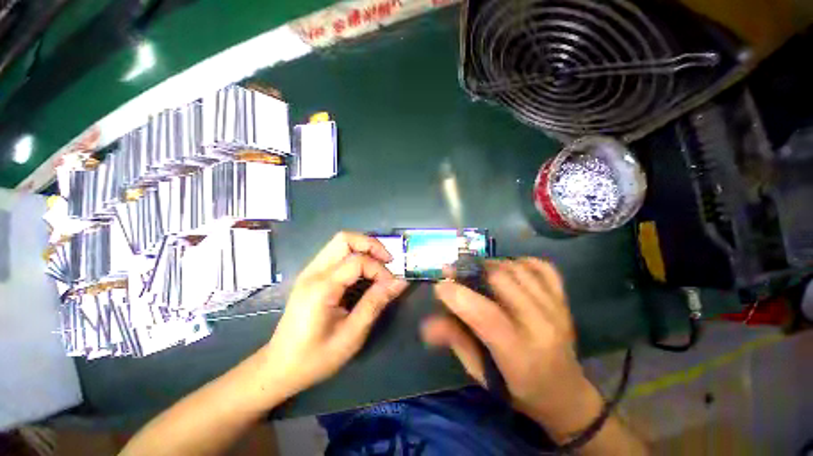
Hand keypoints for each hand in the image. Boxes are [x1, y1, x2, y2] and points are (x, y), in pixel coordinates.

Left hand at [262, 232, 407, 397]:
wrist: (279, 367)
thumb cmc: (315, 357)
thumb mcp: (351, 335)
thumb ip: (375, 303)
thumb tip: (400, 282)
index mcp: (321, 287)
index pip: (357, 261)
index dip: (380, 269)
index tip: (392, 285)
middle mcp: (313, 272)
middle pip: (345, 239)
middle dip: (371, 245)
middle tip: (388, 262)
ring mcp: (310, 271)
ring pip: (340, 242)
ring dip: (363, 248)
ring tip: (379, 265)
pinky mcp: (311, 274)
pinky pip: (336, 253)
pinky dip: (355, 255)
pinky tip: (364, 272)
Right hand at [422, 258, 600, 435]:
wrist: (566, 394)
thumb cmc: (519, 390)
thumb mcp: (481, 374)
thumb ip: (455, 342)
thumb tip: (427, 324)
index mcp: (520, 354)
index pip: (486, 315)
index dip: (458, 295)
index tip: (439, 286)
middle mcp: (542, 326)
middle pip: (501, 280)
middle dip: (471, 270)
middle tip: (454, 272)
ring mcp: (557, 309)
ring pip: (518, 268)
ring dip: (491, 264)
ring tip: (477, 271)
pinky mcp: (563, 299)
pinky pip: (542, 267)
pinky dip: (520, 261)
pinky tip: (508, 269)